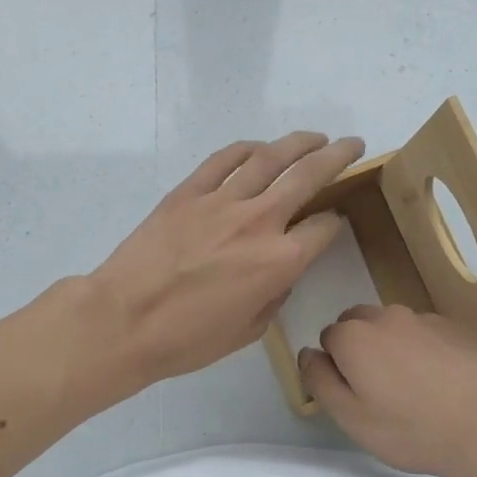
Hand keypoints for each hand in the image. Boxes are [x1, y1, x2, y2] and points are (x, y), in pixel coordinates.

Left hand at [90, 132, 364, 385]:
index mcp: (281, 260)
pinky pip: (224, 159)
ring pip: (270, 157)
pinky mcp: (188, 191)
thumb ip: (274, 294)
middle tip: (353, 144)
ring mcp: (222, 200)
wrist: (123, 320)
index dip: (334, 223)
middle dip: (338, 156)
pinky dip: (246, 148)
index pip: (324, 228)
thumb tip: (280, 272)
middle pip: (309, 175)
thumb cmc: (187, 339)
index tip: (333, 222)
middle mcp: (260, 220)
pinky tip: (259, 147)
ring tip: (315, 137)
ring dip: (299, 142)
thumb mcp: (249, 330)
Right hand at [299, 304, 476, 476]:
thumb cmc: (412, 429)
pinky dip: (427, 350)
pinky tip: (446, 383)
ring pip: (395, 326)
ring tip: (417, 389)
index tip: (356, 395)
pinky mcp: (457, 326)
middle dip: (362, 349)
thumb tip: (308, 353)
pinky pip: (428, 333)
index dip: (337, 367)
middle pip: (359, 324)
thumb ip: (319, 380)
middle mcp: (385, 316)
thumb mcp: (351, 418)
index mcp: (353, 336)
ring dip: (394, 347)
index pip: (328, 339)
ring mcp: (425, 318)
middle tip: (382, 392)